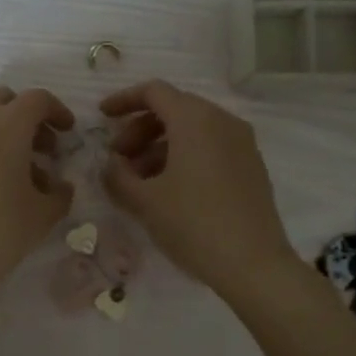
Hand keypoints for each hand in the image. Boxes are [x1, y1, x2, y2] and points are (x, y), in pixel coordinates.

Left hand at [0, 87, 75, 316]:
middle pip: (3, 100)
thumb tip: (60, 185)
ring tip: (12, 167)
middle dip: (25, 116)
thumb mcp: (42, 216)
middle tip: (40, 149)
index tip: (67, 132)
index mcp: (7, 125)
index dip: (57, 111)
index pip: (37, 99)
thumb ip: (59, 193)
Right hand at [100, 80, 292, 300]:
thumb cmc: (193, 224)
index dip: (123, 100)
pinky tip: (167, 189)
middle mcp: (222, 121)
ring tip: (138, 180)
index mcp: (195, 119)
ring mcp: (241, 143)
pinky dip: (183, 156)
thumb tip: (111, 164)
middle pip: (173, 109)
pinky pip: (210, 147)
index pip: (154, 92)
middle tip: (118, 159)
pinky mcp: (250, 166)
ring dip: (159, 146)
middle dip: (139, 129)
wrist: (253, 264)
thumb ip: (117, 175)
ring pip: (192, 130)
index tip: (101, 117)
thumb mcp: (144, 200)